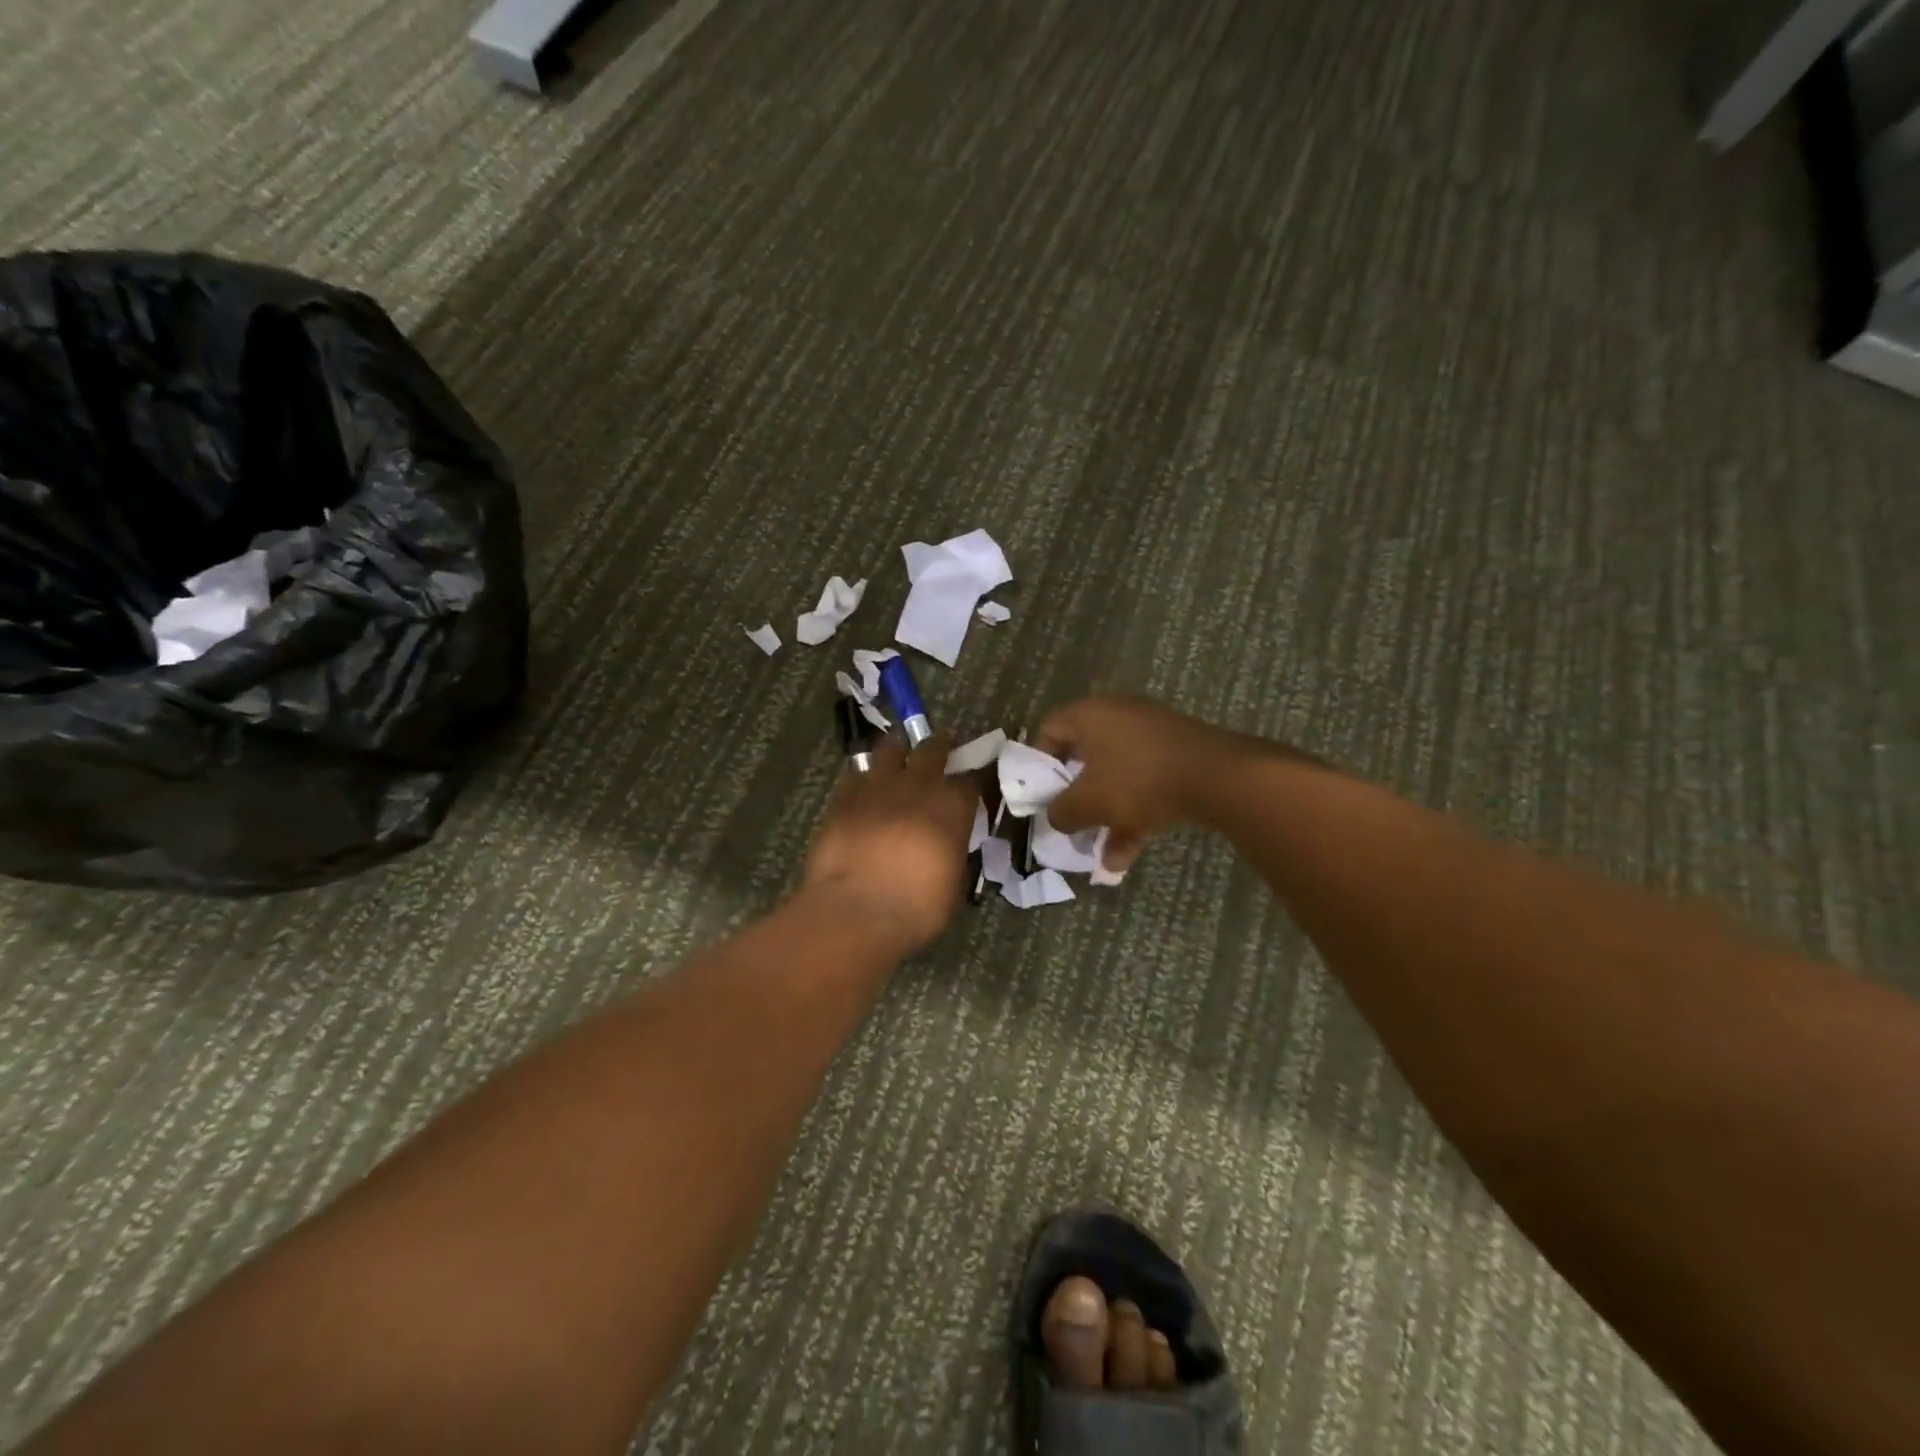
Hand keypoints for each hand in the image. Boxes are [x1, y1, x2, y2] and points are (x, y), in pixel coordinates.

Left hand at [802, 734, 979, 953]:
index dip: (973, 781)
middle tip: (940, 751)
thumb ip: (953, 853)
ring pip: (889, 748)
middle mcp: (917, 786)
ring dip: (898, 753)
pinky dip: (864, 779)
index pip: (971, 779)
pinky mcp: (843, 797)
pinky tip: (864, 791)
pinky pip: (856, 774)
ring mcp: (876, 786)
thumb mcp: (953, 885)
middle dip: (939, 747)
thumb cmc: (915, 909)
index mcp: (952, 807)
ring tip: (897, 763)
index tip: (972, 787)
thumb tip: (950, 845)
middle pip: (932, 748)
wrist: (854, 913)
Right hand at [1037, 695, 1256, 873]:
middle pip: (1084, 757)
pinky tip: (1127, 856)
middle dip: (1076, 797)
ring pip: (1117, 776)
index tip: (1042, 795)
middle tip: (1069, 822)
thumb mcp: (1089, 802)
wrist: (1219, 777)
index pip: (1049, 729)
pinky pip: (1145, 783)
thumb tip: (1056, 817)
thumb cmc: (1139, 781)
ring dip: (1106, 815)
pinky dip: (1134, 813)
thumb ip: (1062, 812)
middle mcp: (1119, 717)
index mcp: (1091, 715)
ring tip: (1100, 855)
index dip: (1039, 763)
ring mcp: (1152, 735)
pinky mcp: (1177, 754)